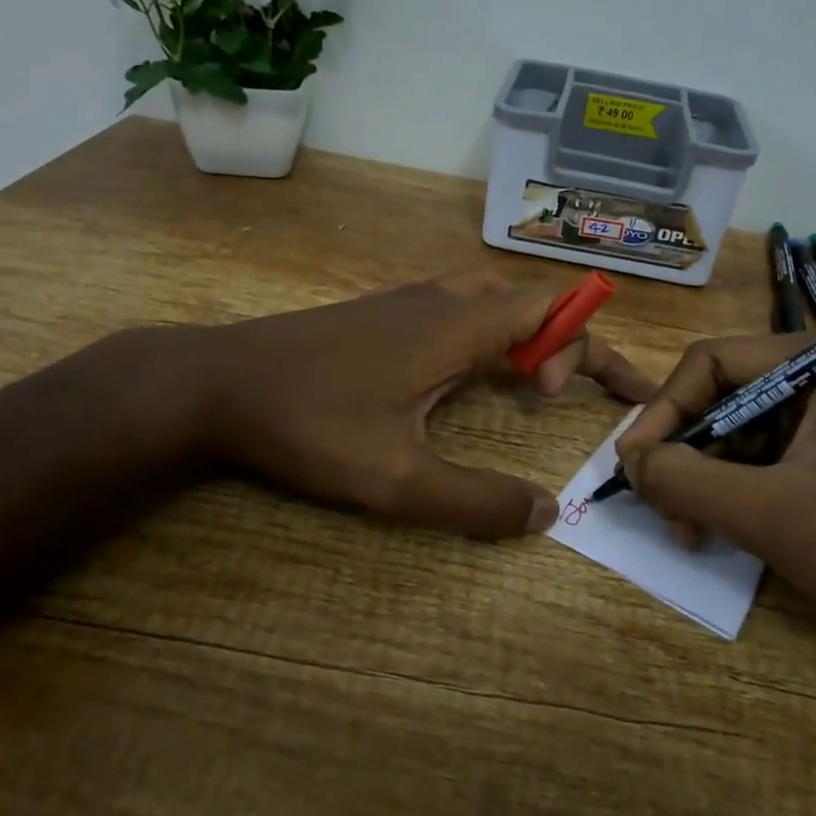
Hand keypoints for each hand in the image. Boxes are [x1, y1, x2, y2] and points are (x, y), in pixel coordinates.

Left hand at [183, 271, 656, 538]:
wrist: (217, 383)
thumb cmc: (309, 425)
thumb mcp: (396, 481)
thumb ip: (474, 503)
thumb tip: (545, 516)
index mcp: (458, 326)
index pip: (554, 310)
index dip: (592, 345)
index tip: (598, 398)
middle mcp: (440, 299)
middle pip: (529, 300)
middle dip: (564, 341)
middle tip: (558, 397)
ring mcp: (406, 301)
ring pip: (492, 299)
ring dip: (523, 335)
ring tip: (525, 386)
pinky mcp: (380, 313)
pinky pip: (458, 308)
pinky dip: (487, 334)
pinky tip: (463, 378)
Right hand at [615, 338, 815, 637]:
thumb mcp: (768, 513)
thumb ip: (684, 478)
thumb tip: (627, 461)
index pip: (714, 361)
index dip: (664, 409)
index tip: (632, 463)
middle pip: (724, 398)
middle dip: (685, 452)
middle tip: (657, 504)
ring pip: (741, 437)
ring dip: (705, 480)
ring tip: (687, 531)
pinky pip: (766, 468)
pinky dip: (734, 497)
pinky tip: (717, 534)